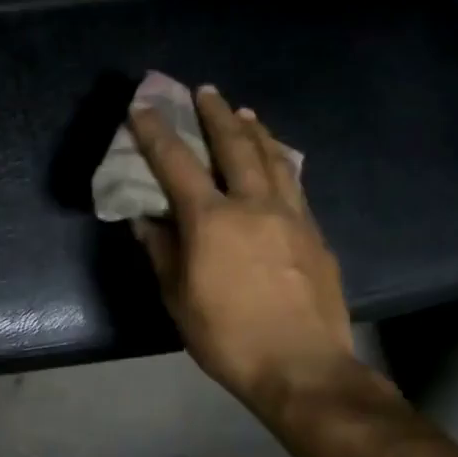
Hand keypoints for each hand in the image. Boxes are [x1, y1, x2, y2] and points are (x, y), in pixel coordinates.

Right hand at [129, 85, 356, 423]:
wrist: (301, 366)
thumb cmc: (227, 336)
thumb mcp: (178, 297)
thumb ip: (161, 252)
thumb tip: (145, 220)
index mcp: (212, 220)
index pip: (176, 164)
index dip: (156, 133)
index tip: (143, 106)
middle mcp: (253, 205)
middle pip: (234, 146)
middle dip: (216, 114)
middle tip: (205, 90)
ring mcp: (291, 216)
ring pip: (273, 158)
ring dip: (254, 130)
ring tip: (244, 112)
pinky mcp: (314, 233)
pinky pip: (294, 183)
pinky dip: (280, 161)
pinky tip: (278, 160)